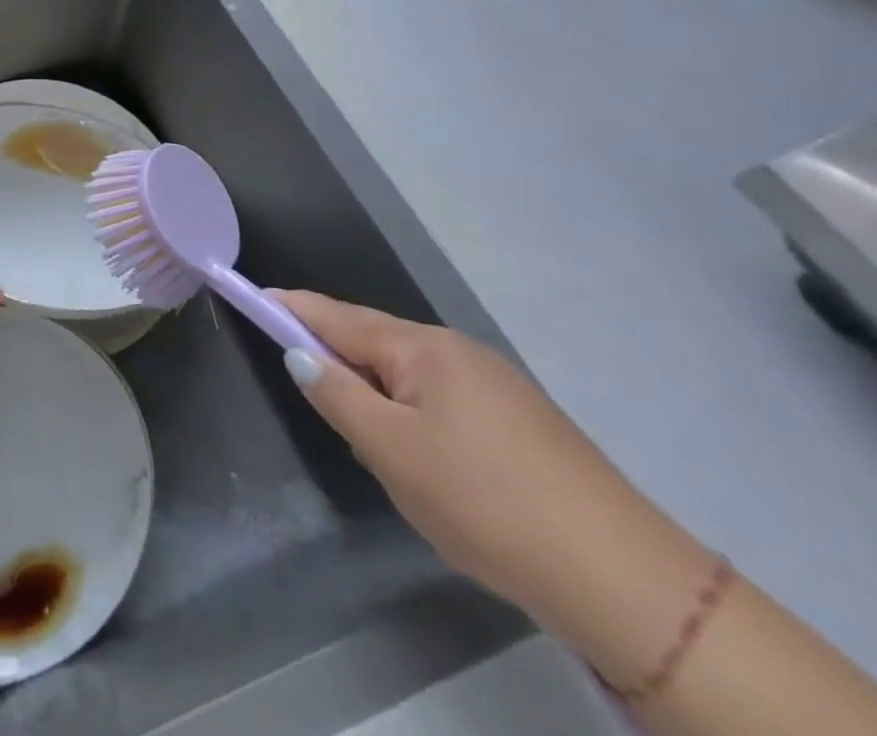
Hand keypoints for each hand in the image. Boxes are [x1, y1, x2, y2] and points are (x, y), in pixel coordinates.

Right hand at [273, 289, 712, 680]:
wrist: (624, 581)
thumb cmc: (484, 502)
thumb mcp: (391, 451)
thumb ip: (336, 395)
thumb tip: (300, 354)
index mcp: (422, 348)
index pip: (336, 315)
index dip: (291, 307)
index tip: (253, 295)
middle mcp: (458, 350)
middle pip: (373, 341)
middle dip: (337, 359)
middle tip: (311, 395)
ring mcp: (496, 384)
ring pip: (409, 376)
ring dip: (377, 394)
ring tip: (371, 443)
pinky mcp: (522, 421)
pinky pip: (442, 400)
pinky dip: (413, 414)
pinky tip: (425, 459)